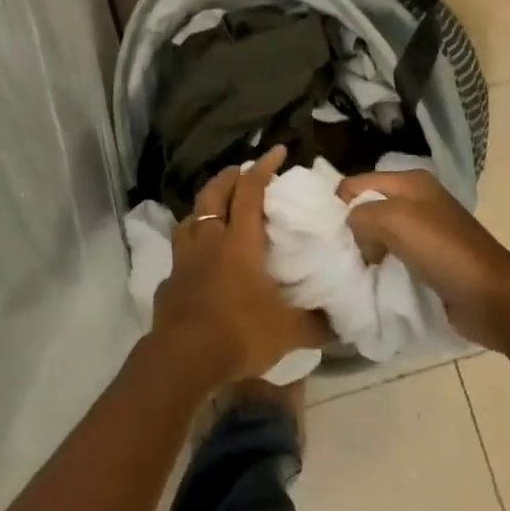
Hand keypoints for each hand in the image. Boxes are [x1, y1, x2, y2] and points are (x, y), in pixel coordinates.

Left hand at [151, 146, 331, 386]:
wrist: (182, 358)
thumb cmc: (238, 333)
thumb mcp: (287, 332)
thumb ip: (314, 324)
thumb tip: (341, 325)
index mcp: (239, 241)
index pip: (250, 191)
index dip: (263, 168)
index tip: (277, 151)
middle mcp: (209, 240)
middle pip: (213, 193)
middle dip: (228, 177)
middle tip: (241, 171)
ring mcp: (184, 260)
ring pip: (190, 218)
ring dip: (204, 208)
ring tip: (215, 210)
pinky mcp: (168, 282)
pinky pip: (179, 254)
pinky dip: (190, 248)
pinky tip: (197, 262)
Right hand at [337, 168, 509, 350]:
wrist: (494, 298)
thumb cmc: (444, 251)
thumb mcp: (395, 220)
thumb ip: (361, 216)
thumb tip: (353, 234)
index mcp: (410, 181)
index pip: (357, 183)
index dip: (338, 205)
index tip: (324, 236)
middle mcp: (416, 200)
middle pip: (367, 209)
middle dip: (350, 230)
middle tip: (335, 257)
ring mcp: (425, 232)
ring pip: (378, 236)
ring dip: (364, 253)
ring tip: (349, 273)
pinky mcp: (430, 261)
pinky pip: (393, 259)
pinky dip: (381, 269)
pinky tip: (371, 283)